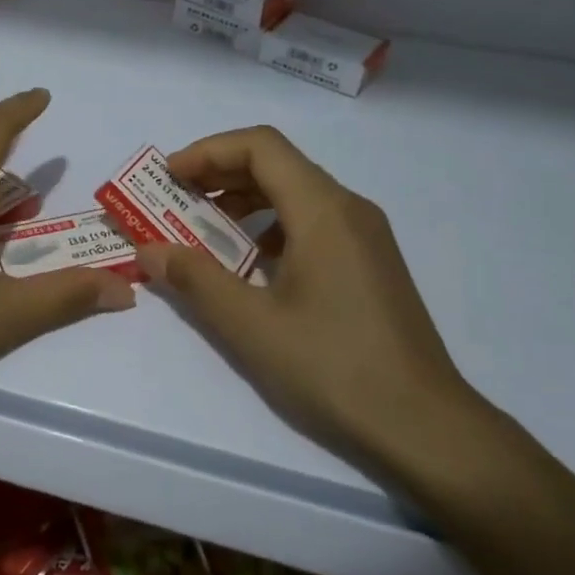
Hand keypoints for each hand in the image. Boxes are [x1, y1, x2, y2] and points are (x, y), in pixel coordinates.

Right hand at [134, 125, 483, 472]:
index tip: (168, 177)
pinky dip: (270, 226)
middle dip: (219, 173)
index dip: (208, 152)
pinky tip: (248, 263)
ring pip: (295, 192)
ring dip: (243, 200)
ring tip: (202, 229)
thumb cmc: (334, 368)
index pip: (260, 146)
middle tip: (173, 199)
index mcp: (324, 211)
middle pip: (277, 163)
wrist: (425, 427)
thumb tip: (148, 250)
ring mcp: (365, 236)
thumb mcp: (250, 325)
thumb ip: (194, 279)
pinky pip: (312, 222)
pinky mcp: (370, 263)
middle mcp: (349, 209)